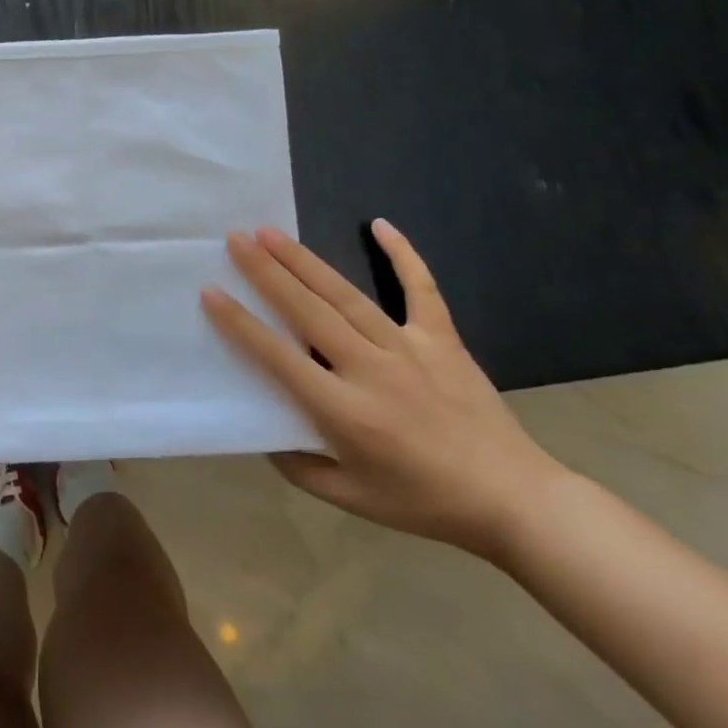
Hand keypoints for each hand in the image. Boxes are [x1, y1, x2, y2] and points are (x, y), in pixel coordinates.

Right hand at [203, 221, 566, 556]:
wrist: (515, 500)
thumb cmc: (425, 502)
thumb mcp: (352, 499)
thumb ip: (299, 466)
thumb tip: (263, 432)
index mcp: (345, 412)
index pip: (279, 358)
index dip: (241, 324)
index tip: (212, 292)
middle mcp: (371, 370)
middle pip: (308, 312)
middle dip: (267, 273)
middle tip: (235, 239)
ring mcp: (409, 349)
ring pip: (347, 296)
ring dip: (305, 261)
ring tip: (271, 233)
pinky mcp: (443, 340)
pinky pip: (421, 289)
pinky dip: (404, 255)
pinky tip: (380, 225)